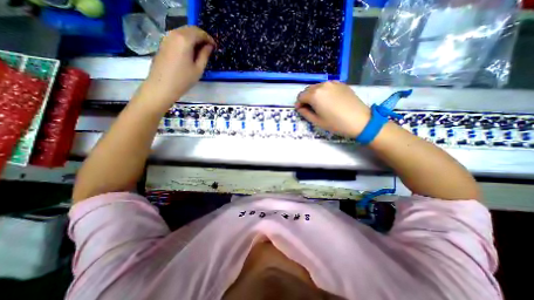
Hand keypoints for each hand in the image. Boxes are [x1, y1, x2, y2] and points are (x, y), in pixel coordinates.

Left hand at [142, 26, 215, 110]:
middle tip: (209, 48)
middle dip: (201, 36)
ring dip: (193, 38)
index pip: (199, 32)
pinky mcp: (163, 43)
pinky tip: (190, 51)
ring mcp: (167, 38)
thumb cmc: (183, 80)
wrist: (162, 86)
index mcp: (184, 40)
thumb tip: (209, 46)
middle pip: (190, 29)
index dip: (208, 38)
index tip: (214, 46)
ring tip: (201, 50)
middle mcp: (174, 34)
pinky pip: (177, 37)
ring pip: (183, 32)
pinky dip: (186, 40)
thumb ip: (205, 55)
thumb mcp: (198, 69)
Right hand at [296, 83, 372, 137]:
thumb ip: (305, 113)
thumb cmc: (336, 123)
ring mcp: (333, 83)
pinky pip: (327, 86)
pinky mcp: (341, 84)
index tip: (300, 110)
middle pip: (308, 90)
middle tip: (309, 108)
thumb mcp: (317, 121)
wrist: (360, 120)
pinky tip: (328, 100)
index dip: (298, 103)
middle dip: (305, 98)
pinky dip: (323, 92)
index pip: (300, 96)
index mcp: (315, 95)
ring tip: (319, 104)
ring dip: (314, 94)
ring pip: (317, 87)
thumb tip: (300, 108)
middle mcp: (322, 85)